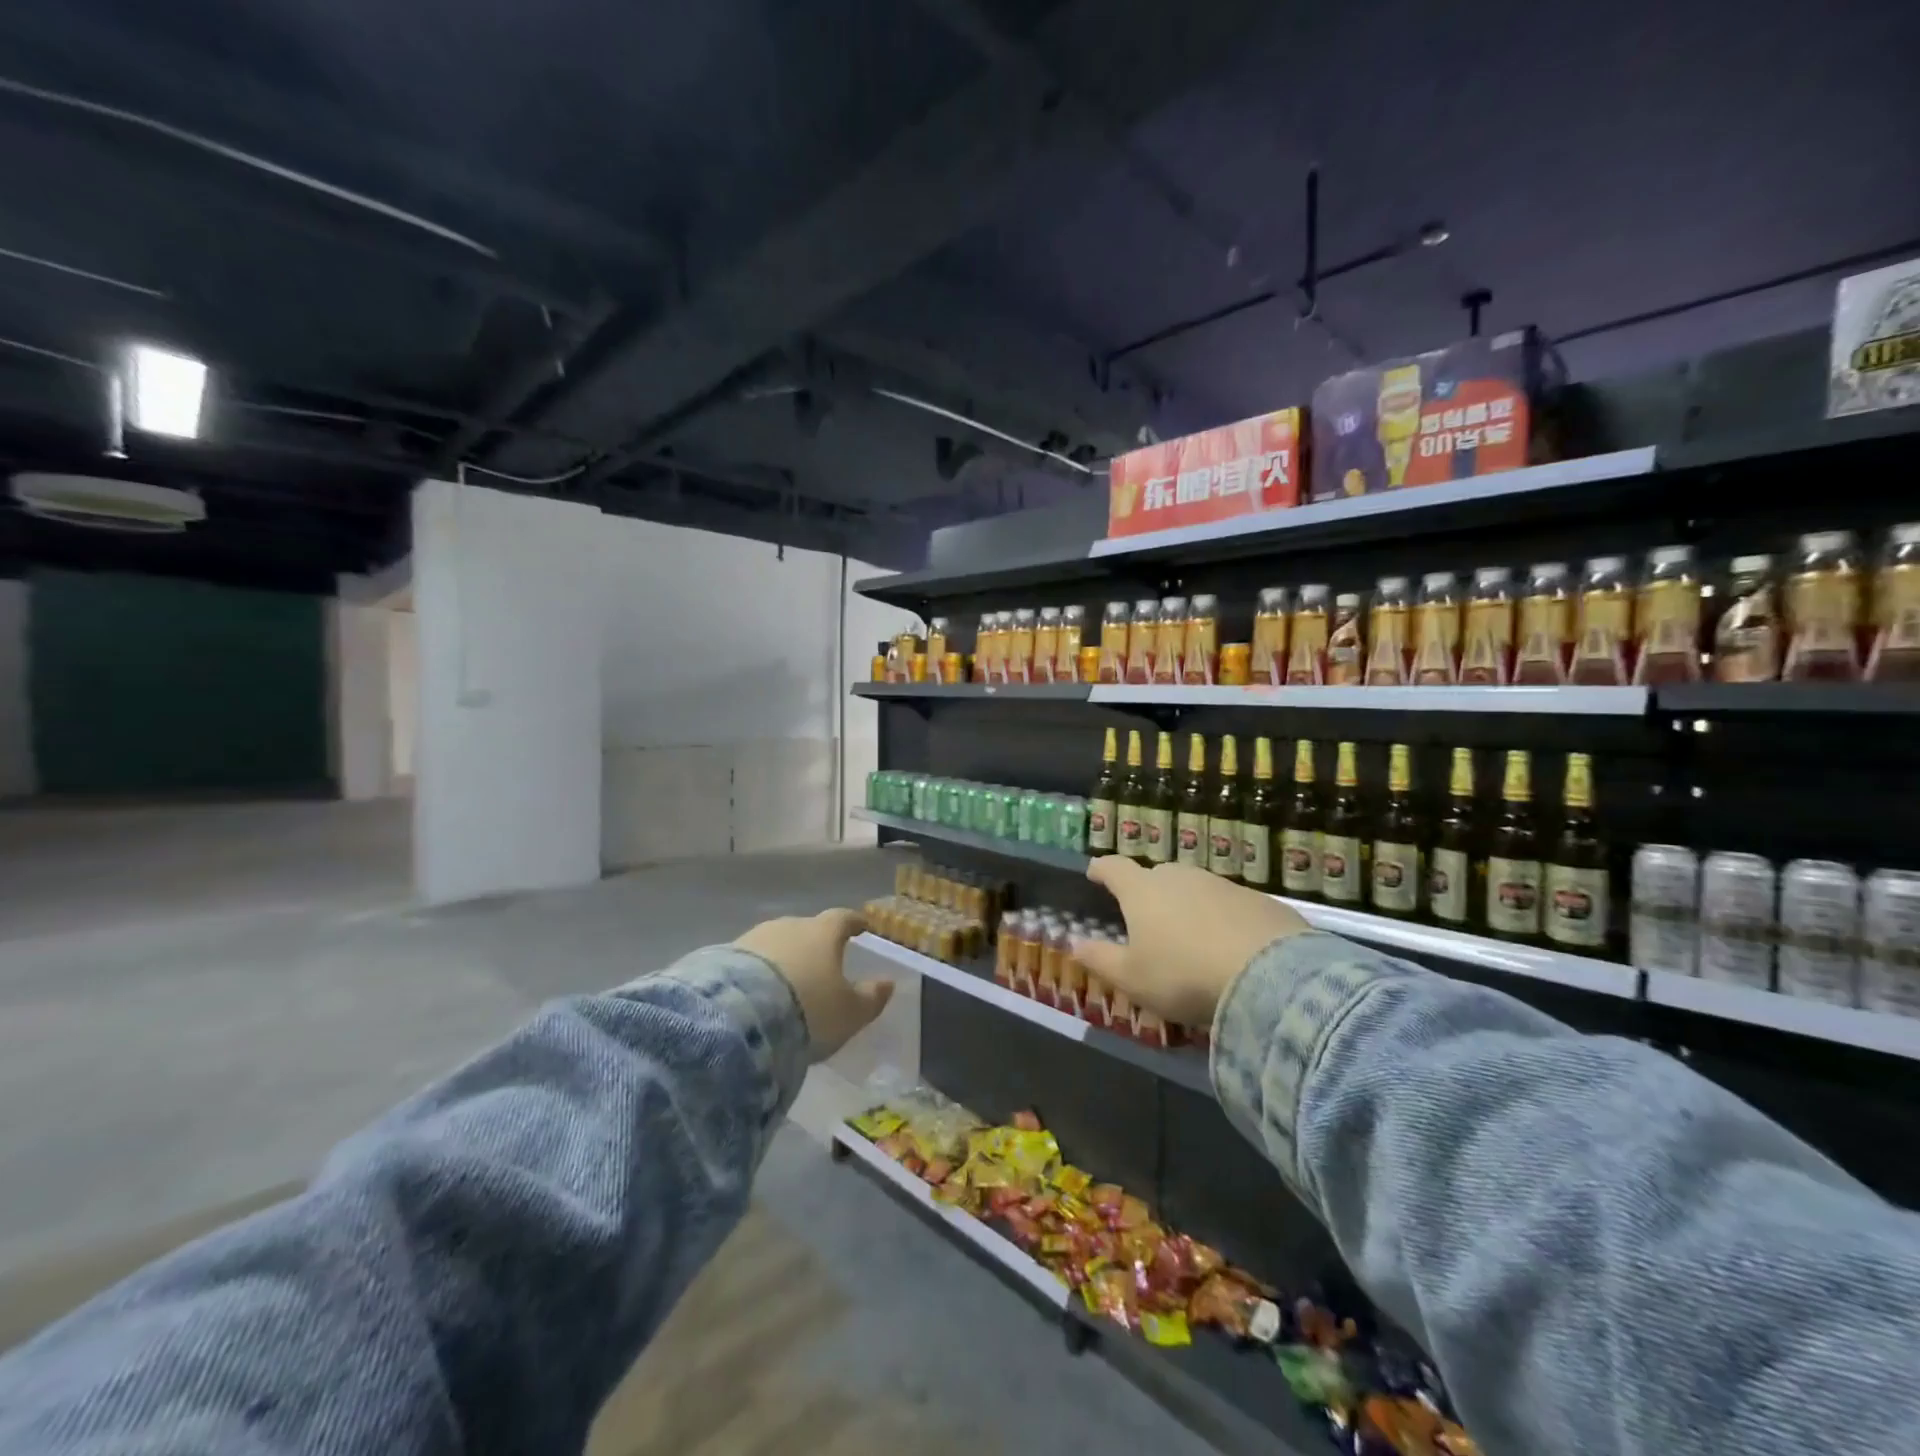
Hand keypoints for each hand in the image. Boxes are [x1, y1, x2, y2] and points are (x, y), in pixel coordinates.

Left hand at [735, 910, 893, 1060]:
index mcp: (823, 932)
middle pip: (807, 929)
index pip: (843, 918)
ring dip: (784, 958)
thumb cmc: (808, 1010)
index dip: (853, 923)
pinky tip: (758, 993)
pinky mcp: (723, 956)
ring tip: (786, 984)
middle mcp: (789, 926)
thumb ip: (872, 997)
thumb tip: (888, 983)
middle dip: (815, 943)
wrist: (739, 1019)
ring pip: (776, 943)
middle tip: (821, 963)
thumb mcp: (850, 1012)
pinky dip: (758, 972)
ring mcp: (754, 938)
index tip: (861, 927)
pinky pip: (750, 961)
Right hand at [1072, 859, 1308, 1028]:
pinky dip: (1222, 918)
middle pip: (1156, 875)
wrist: (1270, 976)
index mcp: (1142, 890)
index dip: (1101, 869)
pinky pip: (1229, 904)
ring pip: (1194, 888)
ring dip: (1187, 905)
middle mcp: (1179, 877)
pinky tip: (1230, 945)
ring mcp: (1221, 884)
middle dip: (1147, 891)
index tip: (1094, 874)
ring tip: (1190, 937)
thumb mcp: (1132, 978)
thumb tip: (1074, 943)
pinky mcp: (1258, 899)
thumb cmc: (1184, 975)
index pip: (1114, 867)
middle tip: (1147, 918)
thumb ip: (1100, 959)